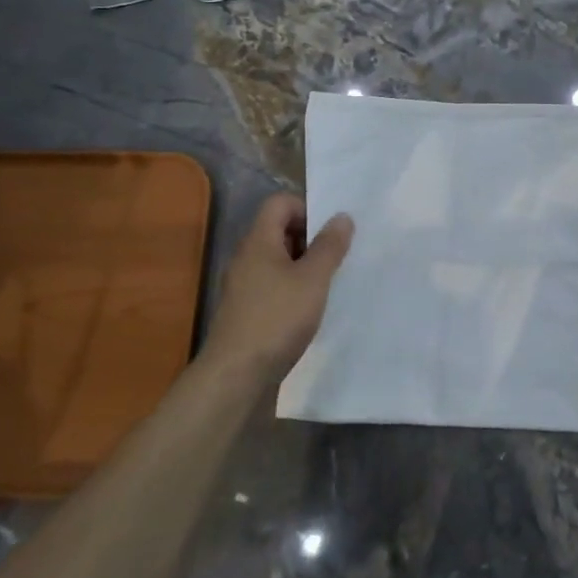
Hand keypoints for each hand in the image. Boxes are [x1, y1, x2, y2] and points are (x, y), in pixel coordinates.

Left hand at [201, 194, 353, 383]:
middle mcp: (246, 257)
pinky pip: (273, 284)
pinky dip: (293, 288)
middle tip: (335, 257)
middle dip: (310, 238)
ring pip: (277, 259)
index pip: (280, 203)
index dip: (307, 208)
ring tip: (327, 283)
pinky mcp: (246, 310)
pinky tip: (309, 309)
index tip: (330, 232)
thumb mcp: (313, 279)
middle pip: (279, 229)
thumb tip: (342, 216)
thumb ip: (329, 246)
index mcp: (259, 241)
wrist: (236, 375)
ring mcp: (243, 285)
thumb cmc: (277, 319)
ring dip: (304, 265)